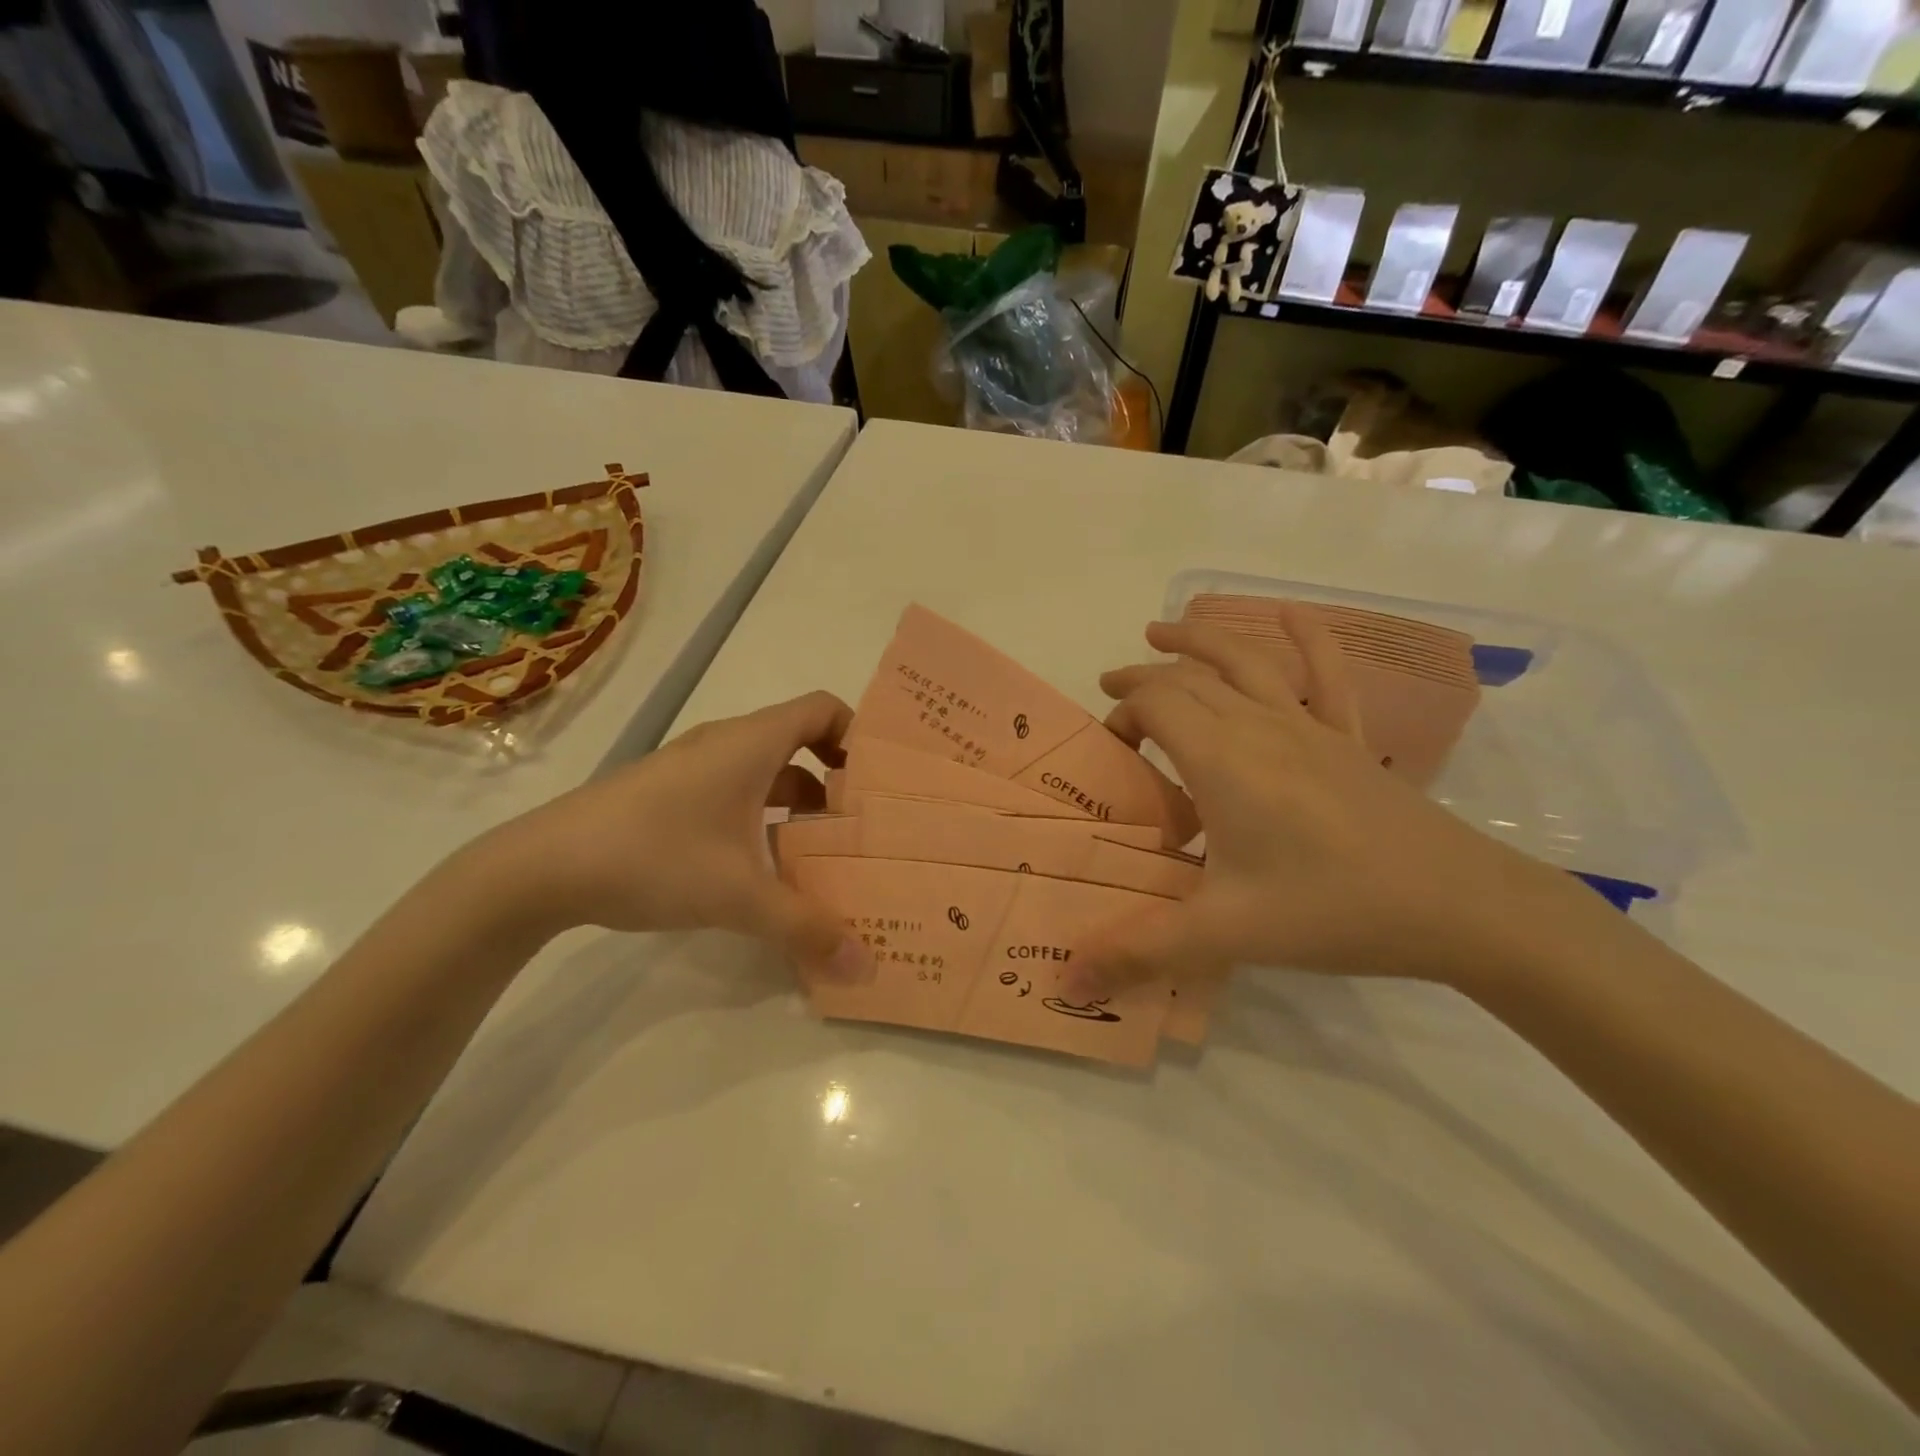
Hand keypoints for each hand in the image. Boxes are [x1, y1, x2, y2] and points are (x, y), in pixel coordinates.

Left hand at [462, 691, 868, 977]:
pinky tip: (765, 866)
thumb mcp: (739, 896)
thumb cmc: (654, 857)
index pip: (824, 709)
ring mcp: (695, 768)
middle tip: (865, 824)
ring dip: (798, 804)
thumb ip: (806, 928)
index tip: (880, 780)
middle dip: (837, 779)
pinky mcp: (671, 794)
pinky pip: (736, 792)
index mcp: (752, 743)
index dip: (858, 734)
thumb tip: (864, 967)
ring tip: (824, 851)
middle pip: (801, 741)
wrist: (541, 867)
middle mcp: (727, 744)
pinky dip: (762, 817)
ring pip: (767, 772)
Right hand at [1072, 610, 1592, 995]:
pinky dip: (1306, 635)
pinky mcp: (1347, 739)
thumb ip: (1141, 952)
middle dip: (1143, 678)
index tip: (1108, 749)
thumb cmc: (1331, 909)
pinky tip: (1289, 613)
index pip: (1156, 704)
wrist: (1459, 906)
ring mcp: (1309, 726)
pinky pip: (1327, 672)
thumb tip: (1068, 985)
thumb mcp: (1225, 934)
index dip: (1122, 713)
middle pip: (1189, 678)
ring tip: (1161, 628)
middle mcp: (1260, 725)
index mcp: (1223, 759)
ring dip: (1198, 639)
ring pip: (1244, 660)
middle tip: (1111, 691)